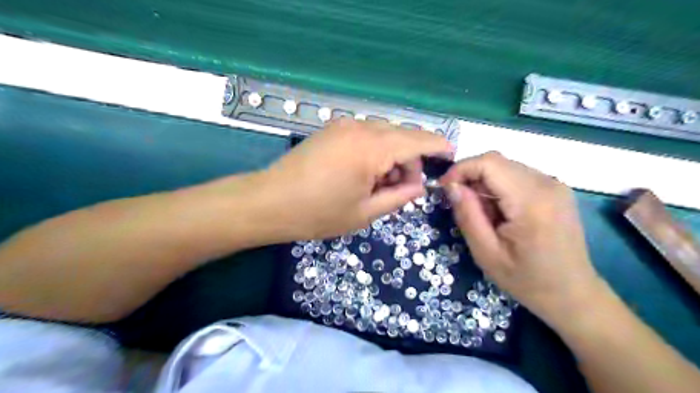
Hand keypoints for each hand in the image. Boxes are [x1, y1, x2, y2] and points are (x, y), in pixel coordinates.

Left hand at [259, 118, 450, 238]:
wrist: (270, 201)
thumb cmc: (318, 213)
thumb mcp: (365, 212)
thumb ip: (399, 197)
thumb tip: (419, 186)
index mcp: (372, 148)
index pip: (417, 140)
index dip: (437, 146)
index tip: (451, 154)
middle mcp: (361, 128)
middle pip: (401, 136)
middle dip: (412, 160)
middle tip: (406, 189)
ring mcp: (344, 126)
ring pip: (384, 135)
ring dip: (392, 157)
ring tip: (382, 185)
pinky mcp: (332, 130)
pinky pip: (366, 135)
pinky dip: (376, 151)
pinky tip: (366, 173)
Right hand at [442, 151, 601, 325]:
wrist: (573, 294)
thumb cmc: (527, 280)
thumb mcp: (487, 253)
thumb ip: (468, 215)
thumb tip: (451, 185)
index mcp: (531, 201)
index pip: (489, 163)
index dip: (461, 169)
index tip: (444, 188)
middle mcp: (547, 184)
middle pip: (497, 161)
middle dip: (471, 177)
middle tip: (460, 204)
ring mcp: (555, 184)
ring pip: (506, 167)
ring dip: (485, 183)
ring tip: (482, 213)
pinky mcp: (556, 189)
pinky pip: (518, 175)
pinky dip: (499, 186)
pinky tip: (500, 211)